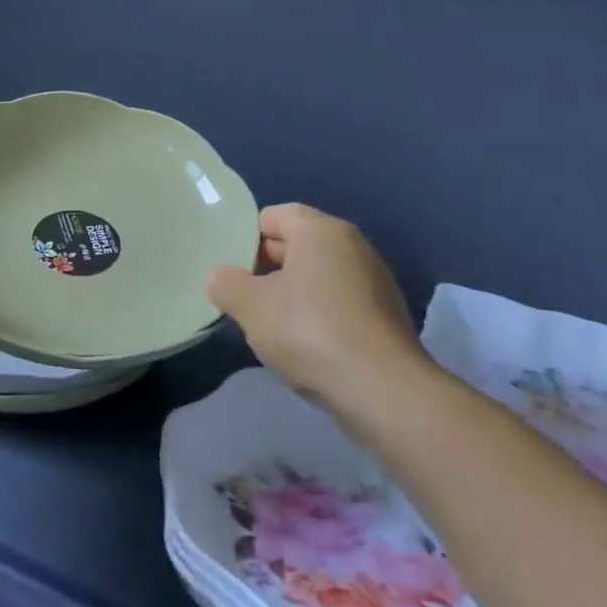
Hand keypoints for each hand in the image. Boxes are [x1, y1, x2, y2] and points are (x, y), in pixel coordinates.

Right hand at [206, 203, 428, 408]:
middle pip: (297, 243)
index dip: (246, 239)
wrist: (384, 391)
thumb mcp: (251, 307)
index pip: (273, 216)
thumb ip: (226, 284)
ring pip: (318, 274)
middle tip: (242, 297)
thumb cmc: (310, 332)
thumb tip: (221, 277)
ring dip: (292, 293)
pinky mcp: (385, 314)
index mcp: (320, 230)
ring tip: (270, 324)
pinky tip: (305, 344)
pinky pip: (339, 300)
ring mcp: (374, 279)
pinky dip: (318, 313)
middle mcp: (352, 244)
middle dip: (266, 267)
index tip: (230, 270)